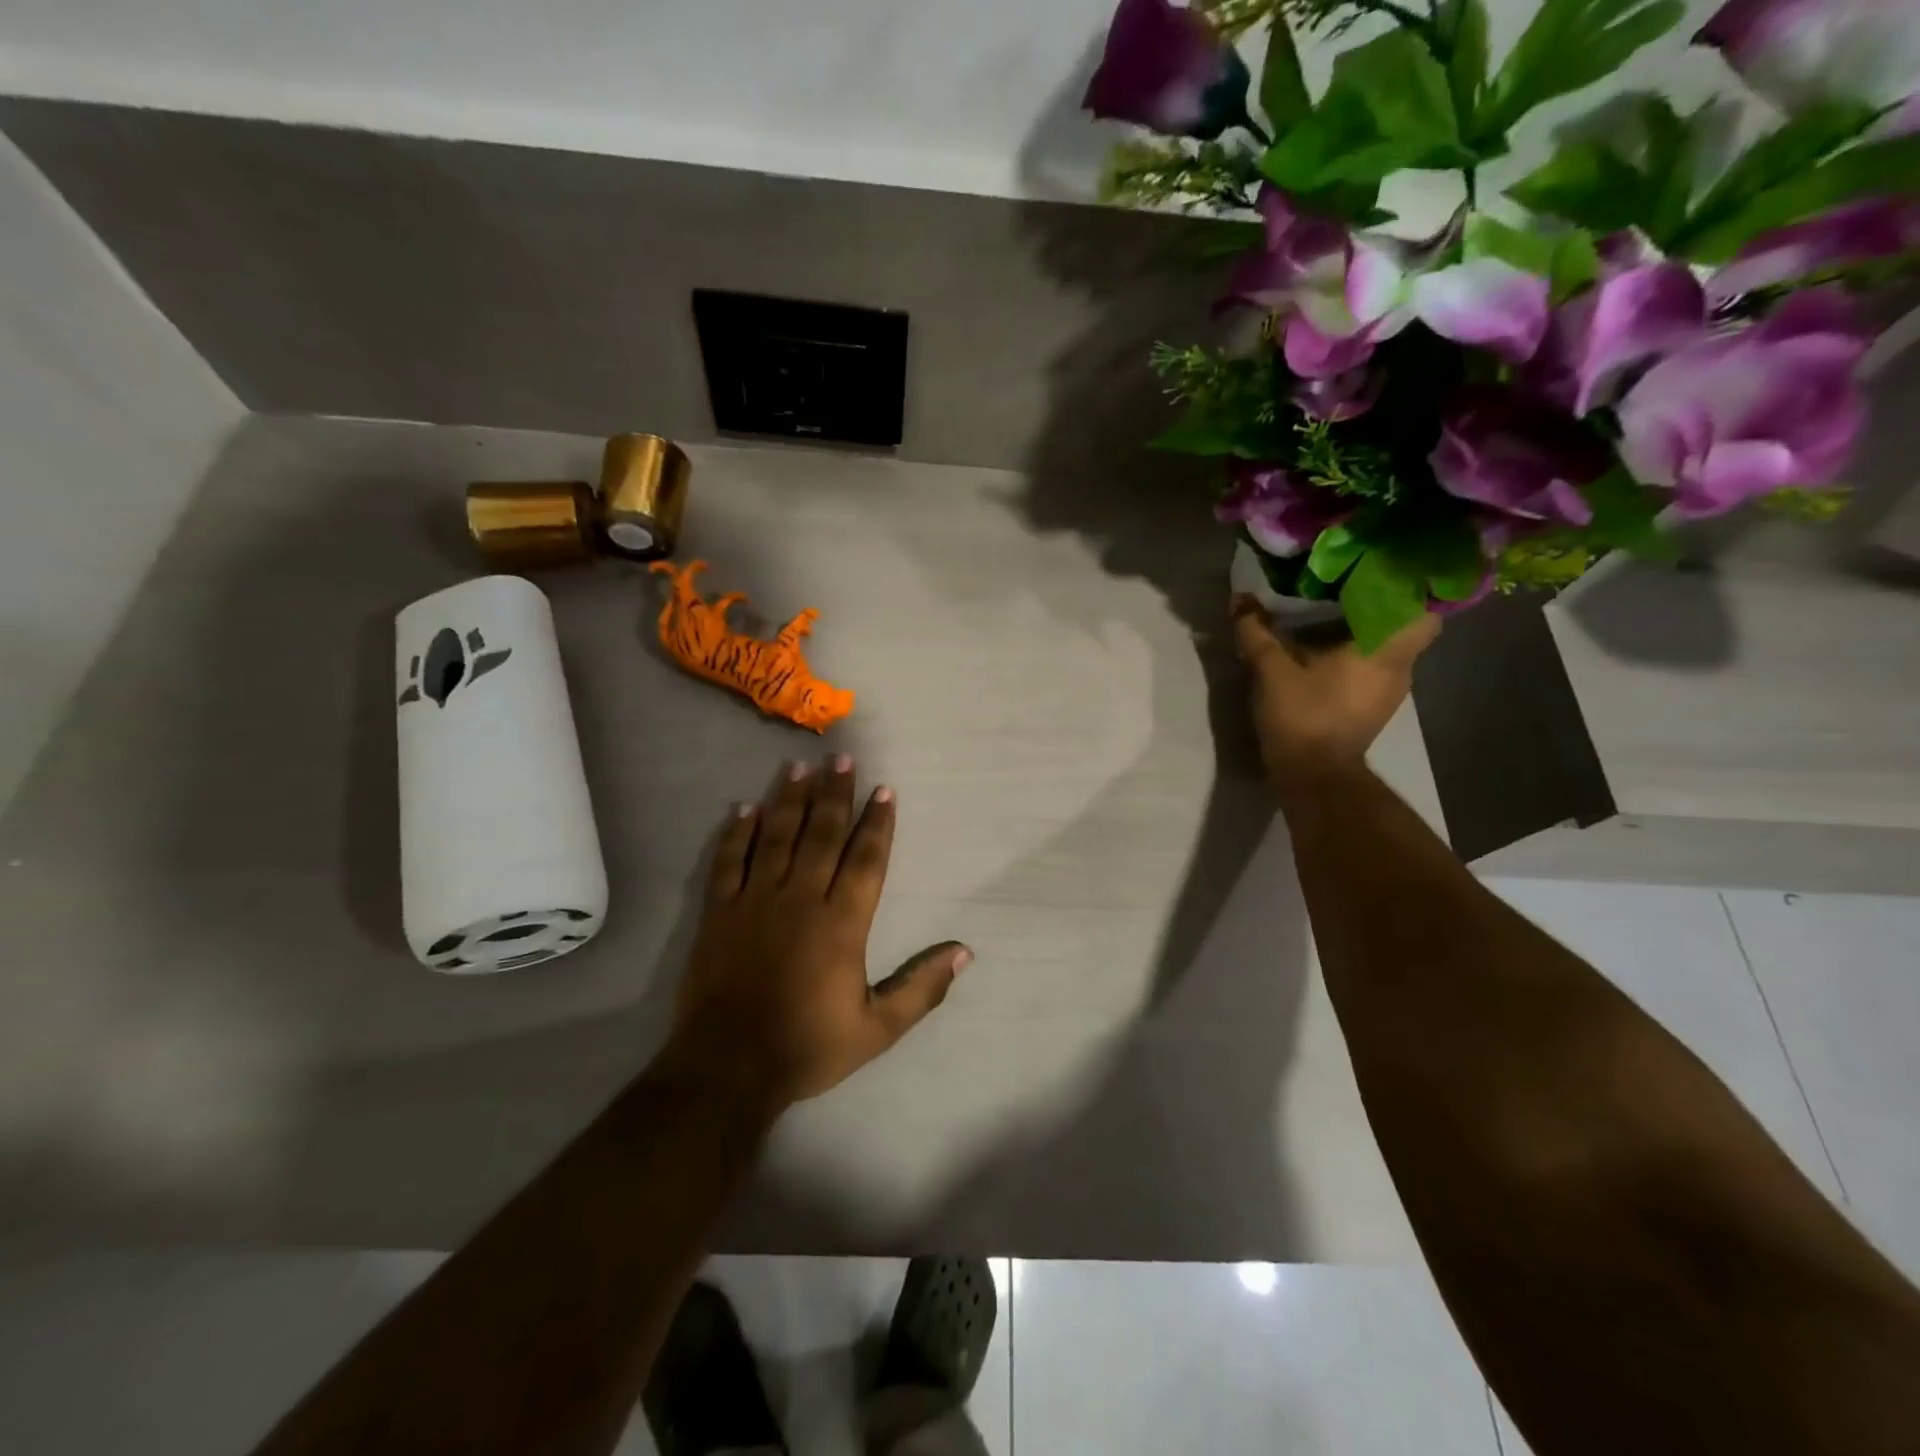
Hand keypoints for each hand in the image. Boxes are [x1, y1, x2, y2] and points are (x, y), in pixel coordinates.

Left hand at [665, 756, 970, 1110]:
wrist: (728, 1069)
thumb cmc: (807, 1047)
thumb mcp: (877, 1029)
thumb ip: (922, 987)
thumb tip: (965, 951)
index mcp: (841, 924)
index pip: (865, 860)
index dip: (878, 823)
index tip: (884, 790)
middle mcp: (800, 900)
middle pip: (822, 835)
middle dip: (835, 794)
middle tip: (842, 758)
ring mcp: (755, 902)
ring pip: (777, 838)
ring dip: (790, 800)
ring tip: (800, 767)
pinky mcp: (720, 913)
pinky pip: (729, 862)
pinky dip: (738, 833)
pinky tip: (745, 808)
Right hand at [1231, 595, 1439, 790]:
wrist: (1314, 777)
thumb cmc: (1302, 717)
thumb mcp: (1272, 671)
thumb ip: (1257, 631)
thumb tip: (1241, 598)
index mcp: (1384, 650)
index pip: (1425, 607)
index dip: (1411, 585)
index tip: (1385, 567)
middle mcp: (1399, 667)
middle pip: (1406, 624)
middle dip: (1383, 602)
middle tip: (1352, 582)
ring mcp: (1390, 690)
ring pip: (1390, 646)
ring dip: (1369, 629)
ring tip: (1337, 610)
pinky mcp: (1375, 706)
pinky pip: (1376, 665)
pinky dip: (1360, 652)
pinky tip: (1331, 648)